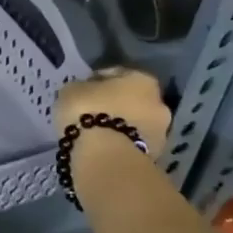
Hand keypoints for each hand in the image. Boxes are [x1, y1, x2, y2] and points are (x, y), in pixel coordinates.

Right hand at [55, 67, 172, 156]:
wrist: (105, 156)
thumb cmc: (87, 111)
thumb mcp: (71, 90)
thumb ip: (81, 88)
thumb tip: (84, 93)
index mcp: (141, 79)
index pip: (116, 75)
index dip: (96, 82)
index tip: (82, 91)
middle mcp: (158, 102)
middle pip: (131, 100)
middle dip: (114, 105)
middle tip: (90, 113)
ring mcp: (161, 132)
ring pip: (135, 124)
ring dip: (119, 126)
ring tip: (95, 134)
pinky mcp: (156, 156)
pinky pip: (133, 143)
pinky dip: (121, 144)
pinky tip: (103, 148)